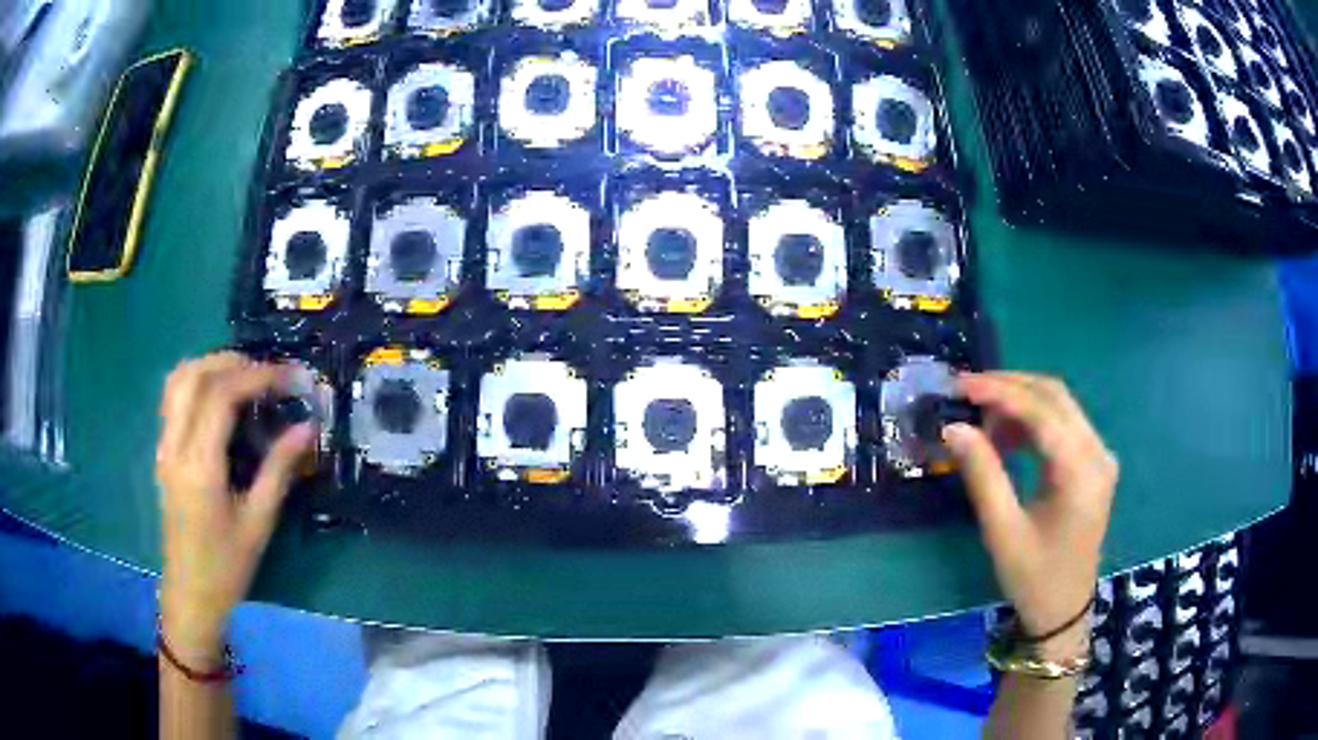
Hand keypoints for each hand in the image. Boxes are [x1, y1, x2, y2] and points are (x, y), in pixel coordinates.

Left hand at [156, 352, 314, 666]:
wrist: (190, 594)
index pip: (221, 396)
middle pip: (195, 376)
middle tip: (269, 373)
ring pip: (179, 379)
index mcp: (200, 466)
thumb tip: (307, 427)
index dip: (256, 376)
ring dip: (211, 365)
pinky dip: (196, 380)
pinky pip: (173, 397)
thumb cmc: (227, 567)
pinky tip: (218, 396)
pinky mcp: (163, 451)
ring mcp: (164, 446)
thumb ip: (279, 469)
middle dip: (234, 362)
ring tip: (244, 376)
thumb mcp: (259, 522)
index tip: (289, 377)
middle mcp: (175, 446)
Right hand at [942, 372, 1117, 652]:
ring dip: (1020, 404)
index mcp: (1081, 472)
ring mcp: (1099, 456)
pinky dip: (1032, 422)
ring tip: (982, 423)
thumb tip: (954, 428)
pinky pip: (1063, 425)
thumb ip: (982, 474)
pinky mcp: (1094, 464)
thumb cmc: (1033, 578)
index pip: (1042, 411)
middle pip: (1055, 396)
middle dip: (1009, 387)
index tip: (961, 384)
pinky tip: (1008, 439)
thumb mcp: (1002, 531)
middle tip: (967, 393)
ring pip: (1060, 406)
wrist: (1064, 611)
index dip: (1000, 392)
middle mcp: (1098, 453)